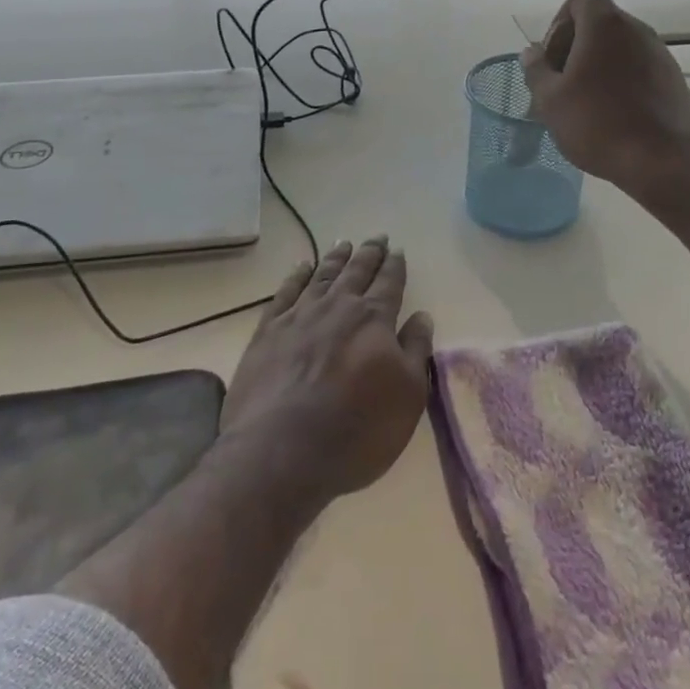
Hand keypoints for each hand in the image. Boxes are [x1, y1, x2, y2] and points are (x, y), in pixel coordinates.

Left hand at [219, 237, 433, 508]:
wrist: (281, 451)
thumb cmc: (356, 429)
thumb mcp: (407, 396)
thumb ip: (416, 351)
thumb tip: (422, 316)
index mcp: (374, 319)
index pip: (389, 283)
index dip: (395, 266)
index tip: (398, 250)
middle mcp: (337, 307)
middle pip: (356, 271)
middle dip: (369, 253)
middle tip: (377, 237)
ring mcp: (299, 316)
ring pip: (322, 275)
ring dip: (335, 258)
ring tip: (343, 243)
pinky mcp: (267, 332)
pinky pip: (285, 292)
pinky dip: (296, 276)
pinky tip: (301, 267)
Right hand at [522, 0, 689, 191]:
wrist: (661, 160)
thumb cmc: (597, 123)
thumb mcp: (550, 100)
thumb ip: (536, 70)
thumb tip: (532, 53)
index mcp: (606, 26)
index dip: (561, 22)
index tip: (553, 58)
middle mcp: (638, 31)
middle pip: (600, 23)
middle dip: (576, 48)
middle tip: (561, 85)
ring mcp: (661, 56)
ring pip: (620, 49)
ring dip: (598, 67)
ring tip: (584, 105)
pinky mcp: (674, 81)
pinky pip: (639, 70)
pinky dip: (621, 83)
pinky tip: (611, 118)